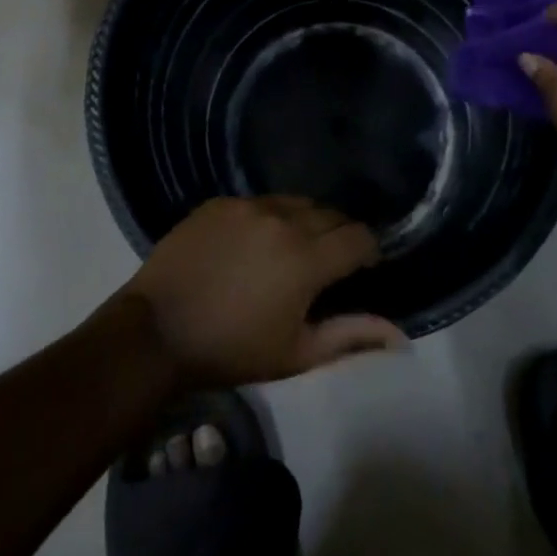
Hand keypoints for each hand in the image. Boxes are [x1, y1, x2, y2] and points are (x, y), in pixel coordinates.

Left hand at [123, 196, 405, 388]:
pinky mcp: (219, 202)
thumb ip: (351, 336)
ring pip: (294, 203)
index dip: (368, 252)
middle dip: (338, 235)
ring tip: (291, 250)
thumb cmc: (232, 351)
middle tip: (327, 264)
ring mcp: (247, 206)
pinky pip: (258, 202)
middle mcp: (282, 219)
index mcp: (306, 258)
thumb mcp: (296, 353)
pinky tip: (252, 244)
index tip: (362, 268)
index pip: (359, 237)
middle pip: (329, 214)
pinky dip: (267, 218)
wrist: (157, 332)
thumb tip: (400, 335)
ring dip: (304, 222)